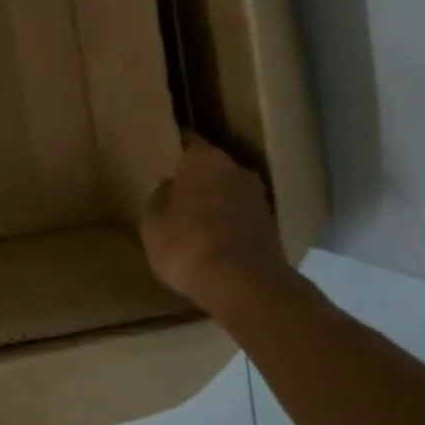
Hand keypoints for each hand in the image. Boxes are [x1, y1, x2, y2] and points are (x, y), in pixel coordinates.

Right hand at [141, 135, 295, 311]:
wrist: (244, 284)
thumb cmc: (187, 244)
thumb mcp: (153, 224)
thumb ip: (158, 199)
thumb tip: (168, 188)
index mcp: (204, 159)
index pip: (188, 141)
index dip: (174, 147)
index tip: (162, 154)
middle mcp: (236, 169)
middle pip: (211, 167)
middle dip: (195, 178)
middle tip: (174, 191)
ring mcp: (258, 197)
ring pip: (228, 191)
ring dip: (213, 201)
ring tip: (192, 219)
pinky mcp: (270, 225)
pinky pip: (240, 216)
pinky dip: (227, 223)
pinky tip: (212, 240)